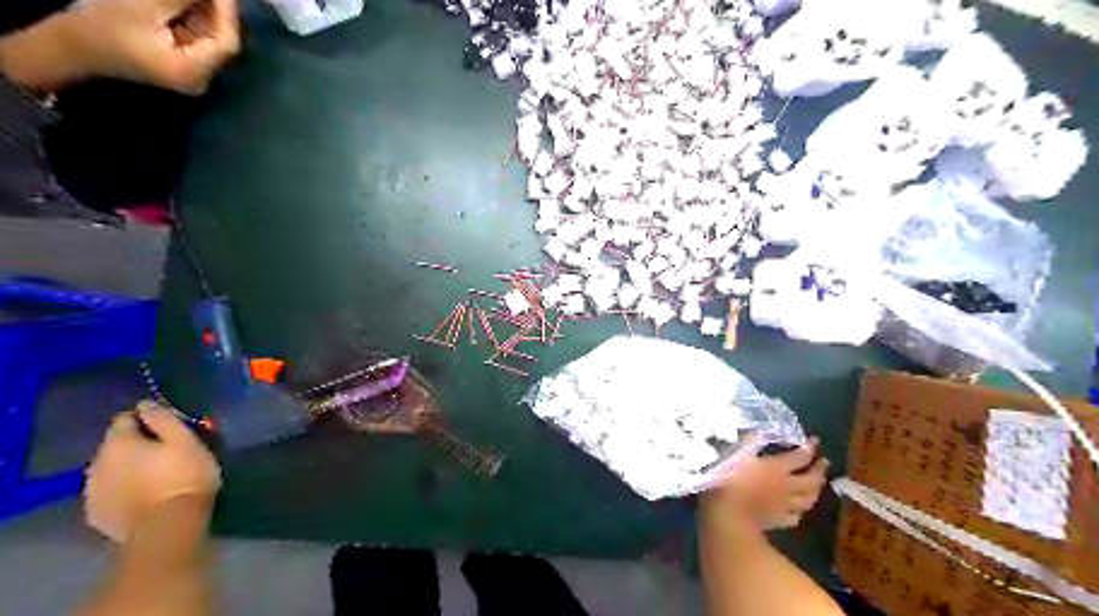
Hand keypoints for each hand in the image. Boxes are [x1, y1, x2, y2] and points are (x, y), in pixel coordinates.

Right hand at [0, 1, 237, 92]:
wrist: (71, 48)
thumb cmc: (101, 27)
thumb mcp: (143, 6)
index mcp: (195, 71)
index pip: (227, 43)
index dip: (227, 12)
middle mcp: (202, 79)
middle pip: (221, 42)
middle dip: (217, 10)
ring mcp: (193, 73)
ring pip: (210, 39)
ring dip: (206, 12)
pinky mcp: (183, 65)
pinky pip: (197, 40)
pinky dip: (195, 19)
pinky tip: (190, 3)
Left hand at [85, 405, 219, 542]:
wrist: (167, 526)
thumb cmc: (184, 476)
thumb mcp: (185, 441)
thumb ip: (163, 419)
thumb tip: (145, 404)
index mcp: (118, 443)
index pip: (124, 418)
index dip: (145, 418)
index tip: (168, 425)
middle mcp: (96, 463)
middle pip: (114, 445)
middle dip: (135, 444)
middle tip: (165, 450)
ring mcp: (92, 491)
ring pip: (109, 469)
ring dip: (127, 467)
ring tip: (155, 474)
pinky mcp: (96, 514)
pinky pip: (109, 491)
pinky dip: (123, 488)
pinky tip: (143, 494)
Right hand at [699, 439, 828, 529]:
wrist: (728, 515)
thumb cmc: (729, 480)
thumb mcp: (736, 454)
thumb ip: (748, 443)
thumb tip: (758, 432)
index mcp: (777, 468)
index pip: (800, 457)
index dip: (809, 448)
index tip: (815, 440)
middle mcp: (787, 486)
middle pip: (811, 479)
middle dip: (819, 470)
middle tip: (824, 462)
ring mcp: (784, 505)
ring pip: (808, 499)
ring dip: (816, 490)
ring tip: (818, 484)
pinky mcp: (778, 521)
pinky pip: (795, 516)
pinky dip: (800, 510)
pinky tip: (798, 509)